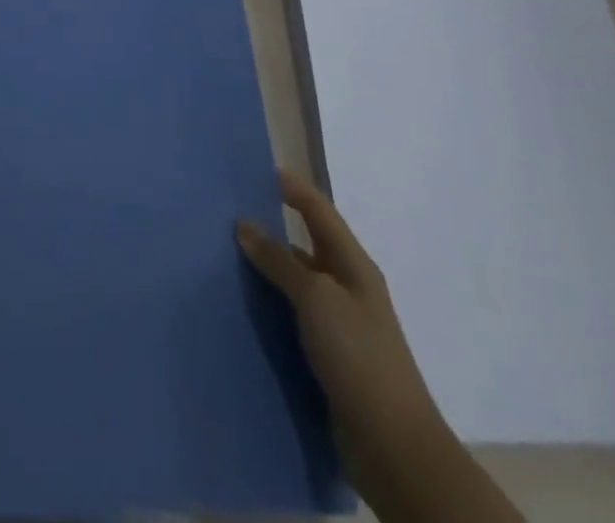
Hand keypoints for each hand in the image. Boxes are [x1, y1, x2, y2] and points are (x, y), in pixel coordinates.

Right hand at [237, 169, 444, 471]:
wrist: (393, 446)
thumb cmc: (359, 356)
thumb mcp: (316, 298)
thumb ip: (279, 260)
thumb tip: (244, 224)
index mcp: (353, 264)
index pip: (318, 210)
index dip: (291, 186)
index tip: (254, 168)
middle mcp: (347, 287)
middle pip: (304, 243)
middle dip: (269, 226)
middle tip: (225, 212)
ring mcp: (338, 324)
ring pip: (294, 282)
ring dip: (264, 269)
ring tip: (220, 255)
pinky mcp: (327, 356)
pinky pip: (290, 316)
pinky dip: (267, 306)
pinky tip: (238, 305)